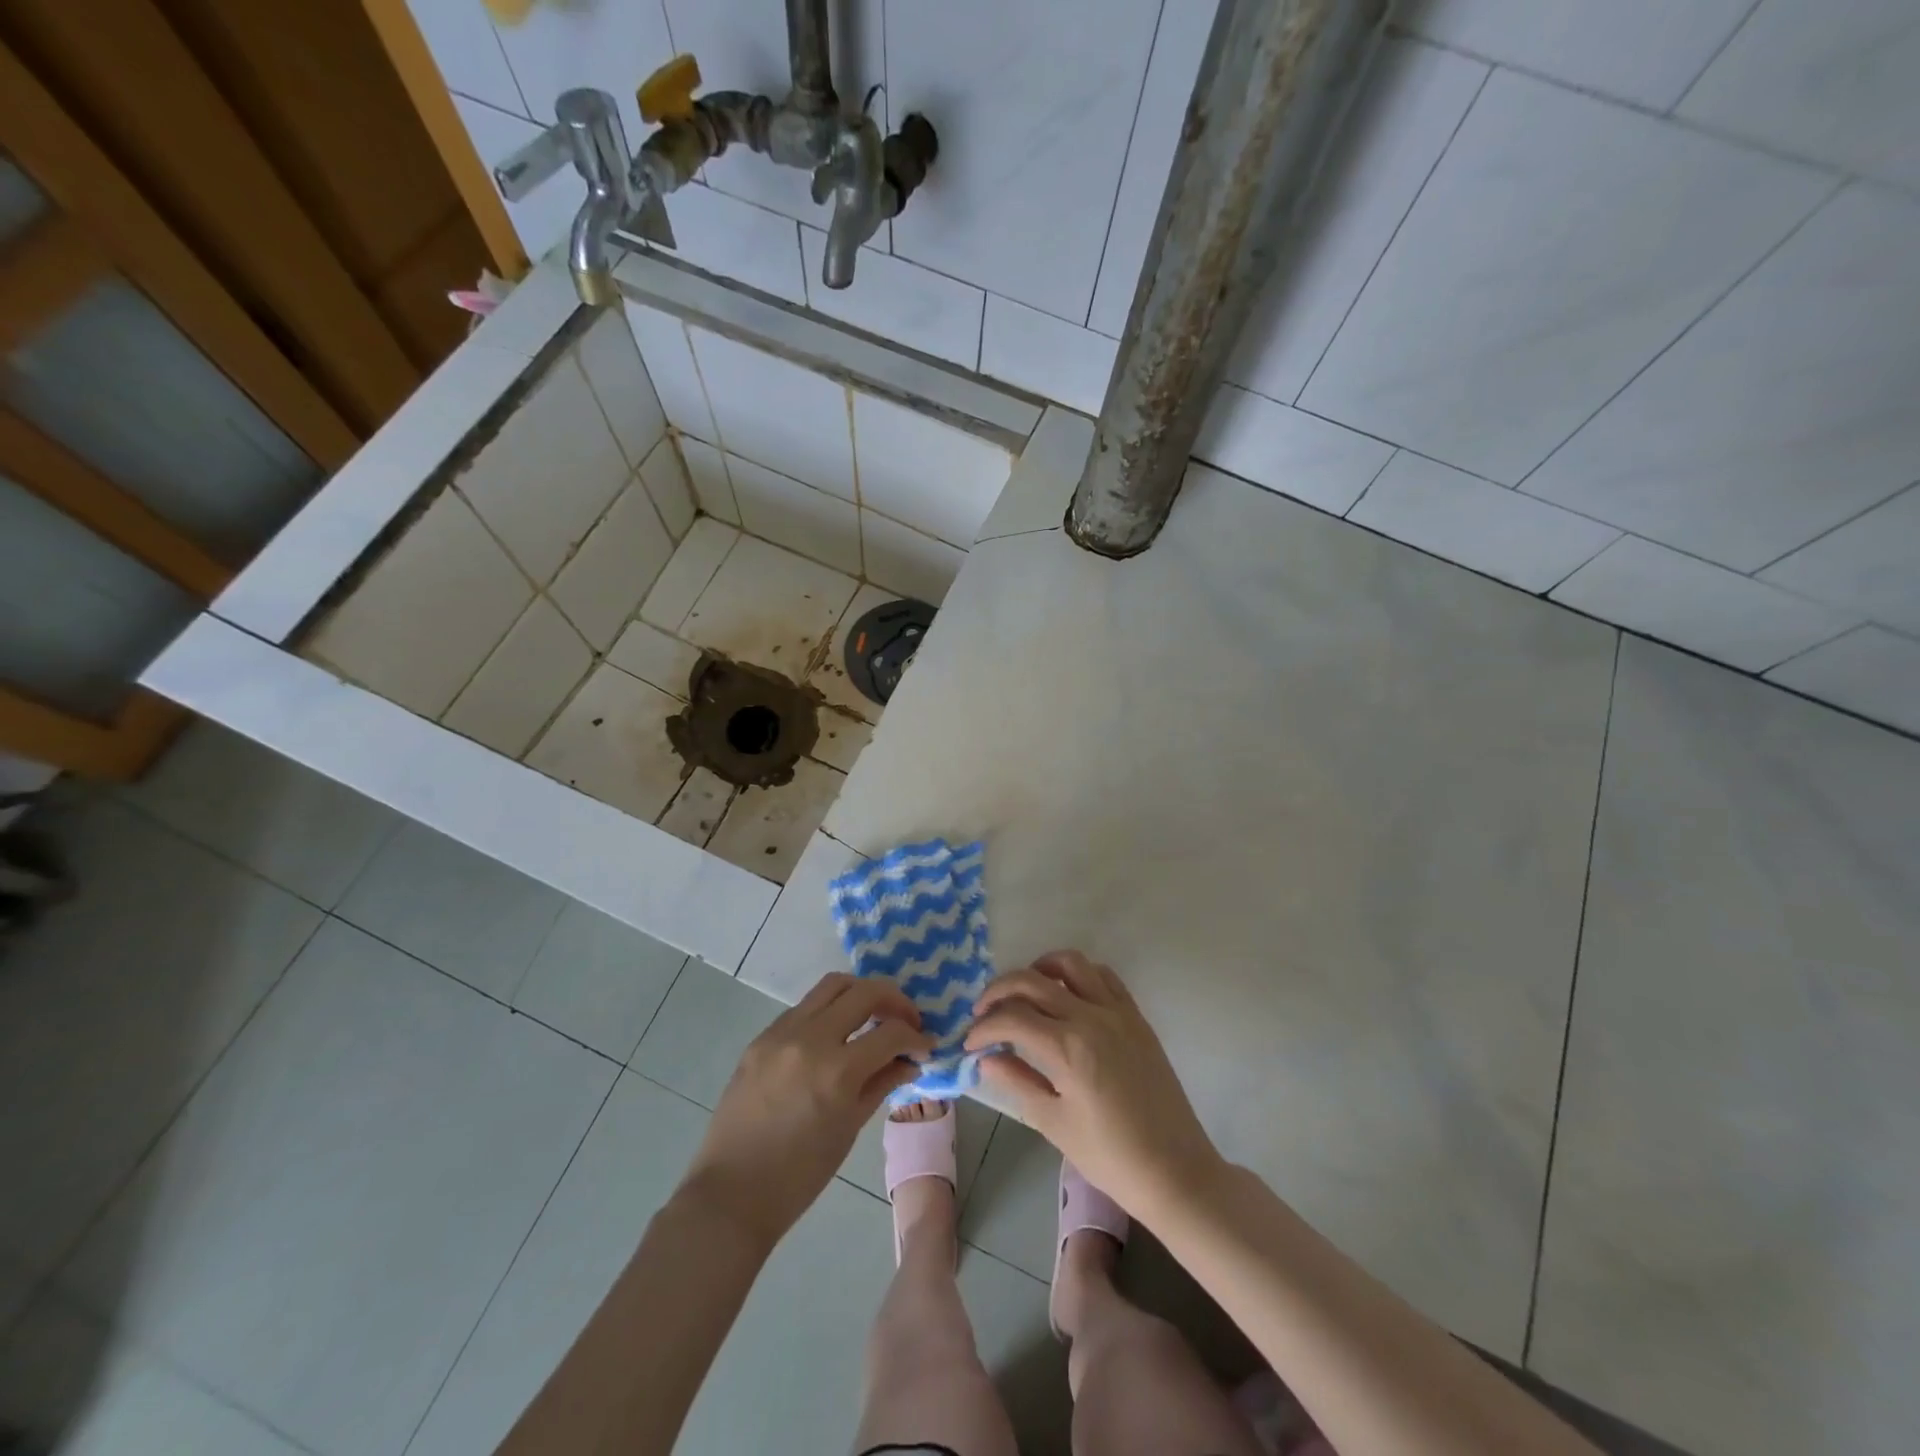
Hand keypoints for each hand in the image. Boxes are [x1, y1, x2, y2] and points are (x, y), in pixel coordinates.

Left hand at [684, 973, 929, 1248]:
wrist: (731, 1193)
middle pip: (865, 991)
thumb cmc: (799, 1176)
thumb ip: (882, 1083)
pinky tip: (835, 1035)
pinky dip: (829, 1010)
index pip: (891, 1032)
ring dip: (861, 993)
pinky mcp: (761, 1037)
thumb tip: (910, 1060)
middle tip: (907, 1021)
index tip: (926, 1046)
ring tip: (874, 1015)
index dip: (916, 1037)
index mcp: (836, 1071)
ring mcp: (781, 1033)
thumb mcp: (849, 1128)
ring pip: (832, 985)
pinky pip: (804, 1007)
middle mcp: (810, 1038)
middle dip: (895, 1001)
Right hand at [964, 950, 1221, 1212]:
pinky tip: (1066, 996)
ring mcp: (1117, 1012)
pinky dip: (1078, 975)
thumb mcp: (1053, 1123)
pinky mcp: (1136, 1016)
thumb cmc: (1109, 1156)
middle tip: (984, 1012)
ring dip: (1039, 969)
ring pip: (1071, 963)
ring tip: (1024, 992)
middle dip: (999, 990)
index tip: (969, 1043)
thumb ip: (1016, 1081)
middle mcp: (1091, 1017)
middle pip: (1032, 980)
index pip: (1011, 1018)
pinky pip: (1104, 976)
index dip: (983, 1027)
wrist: (1174, 1170)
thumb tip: (986, 1057)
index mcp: (1067, 1047)